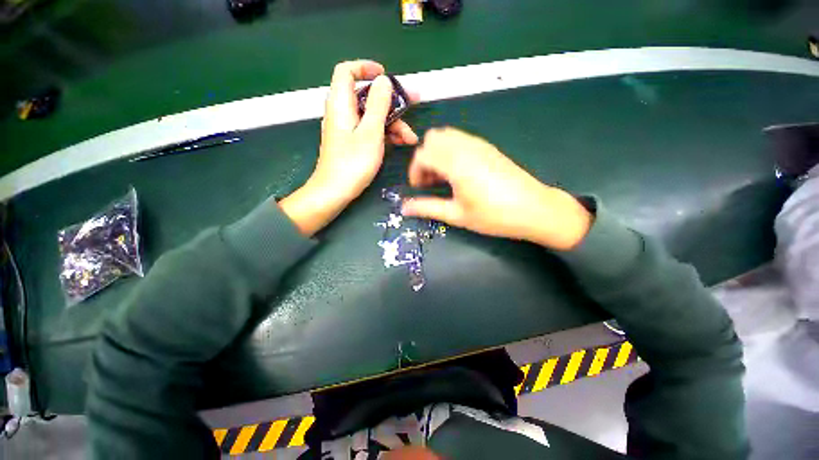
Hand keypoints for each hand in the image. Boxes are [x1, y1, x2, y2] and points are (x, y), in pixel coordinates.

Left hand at [281, 60, 418, 235]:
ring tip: (411, 137)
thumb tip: (384, 82)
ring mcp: (348, 128)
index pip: (347, 71)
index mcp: (341, 103)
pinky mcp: (353, 142)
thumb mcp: (370, 132)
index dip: (366, 68)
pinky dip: (386, 133)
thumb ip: (378, 105)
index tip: (386, 76)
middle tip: (414, 103)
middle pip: (368, 96)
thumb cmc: (353, 163)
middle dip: (392, 101)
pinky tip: (401, 142)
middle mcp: (343, 112)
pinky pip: (370, 130)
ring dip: (393, 122)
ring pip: (373, 116)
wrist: (335, 191)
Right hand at [401, 127, 591, 250]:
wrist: (535, 209)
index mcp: (456, 163)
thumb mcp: (457, 215)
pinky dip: (452, 151)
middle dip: (425, 158)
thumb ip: (427, 208)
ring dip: (438, 153)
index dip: (415, 171)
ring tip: (444, 177)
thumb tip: (404, 208)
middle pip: (433, 139)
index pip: (423, 154)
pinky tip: (459, 172)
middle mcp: (466, 147)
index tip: (419, 188)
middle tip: (430, 181)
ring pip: (447, 136)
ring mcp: (479, 144)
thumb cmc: (493, 216)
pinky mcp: (488, 147)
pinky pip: (461, 139)